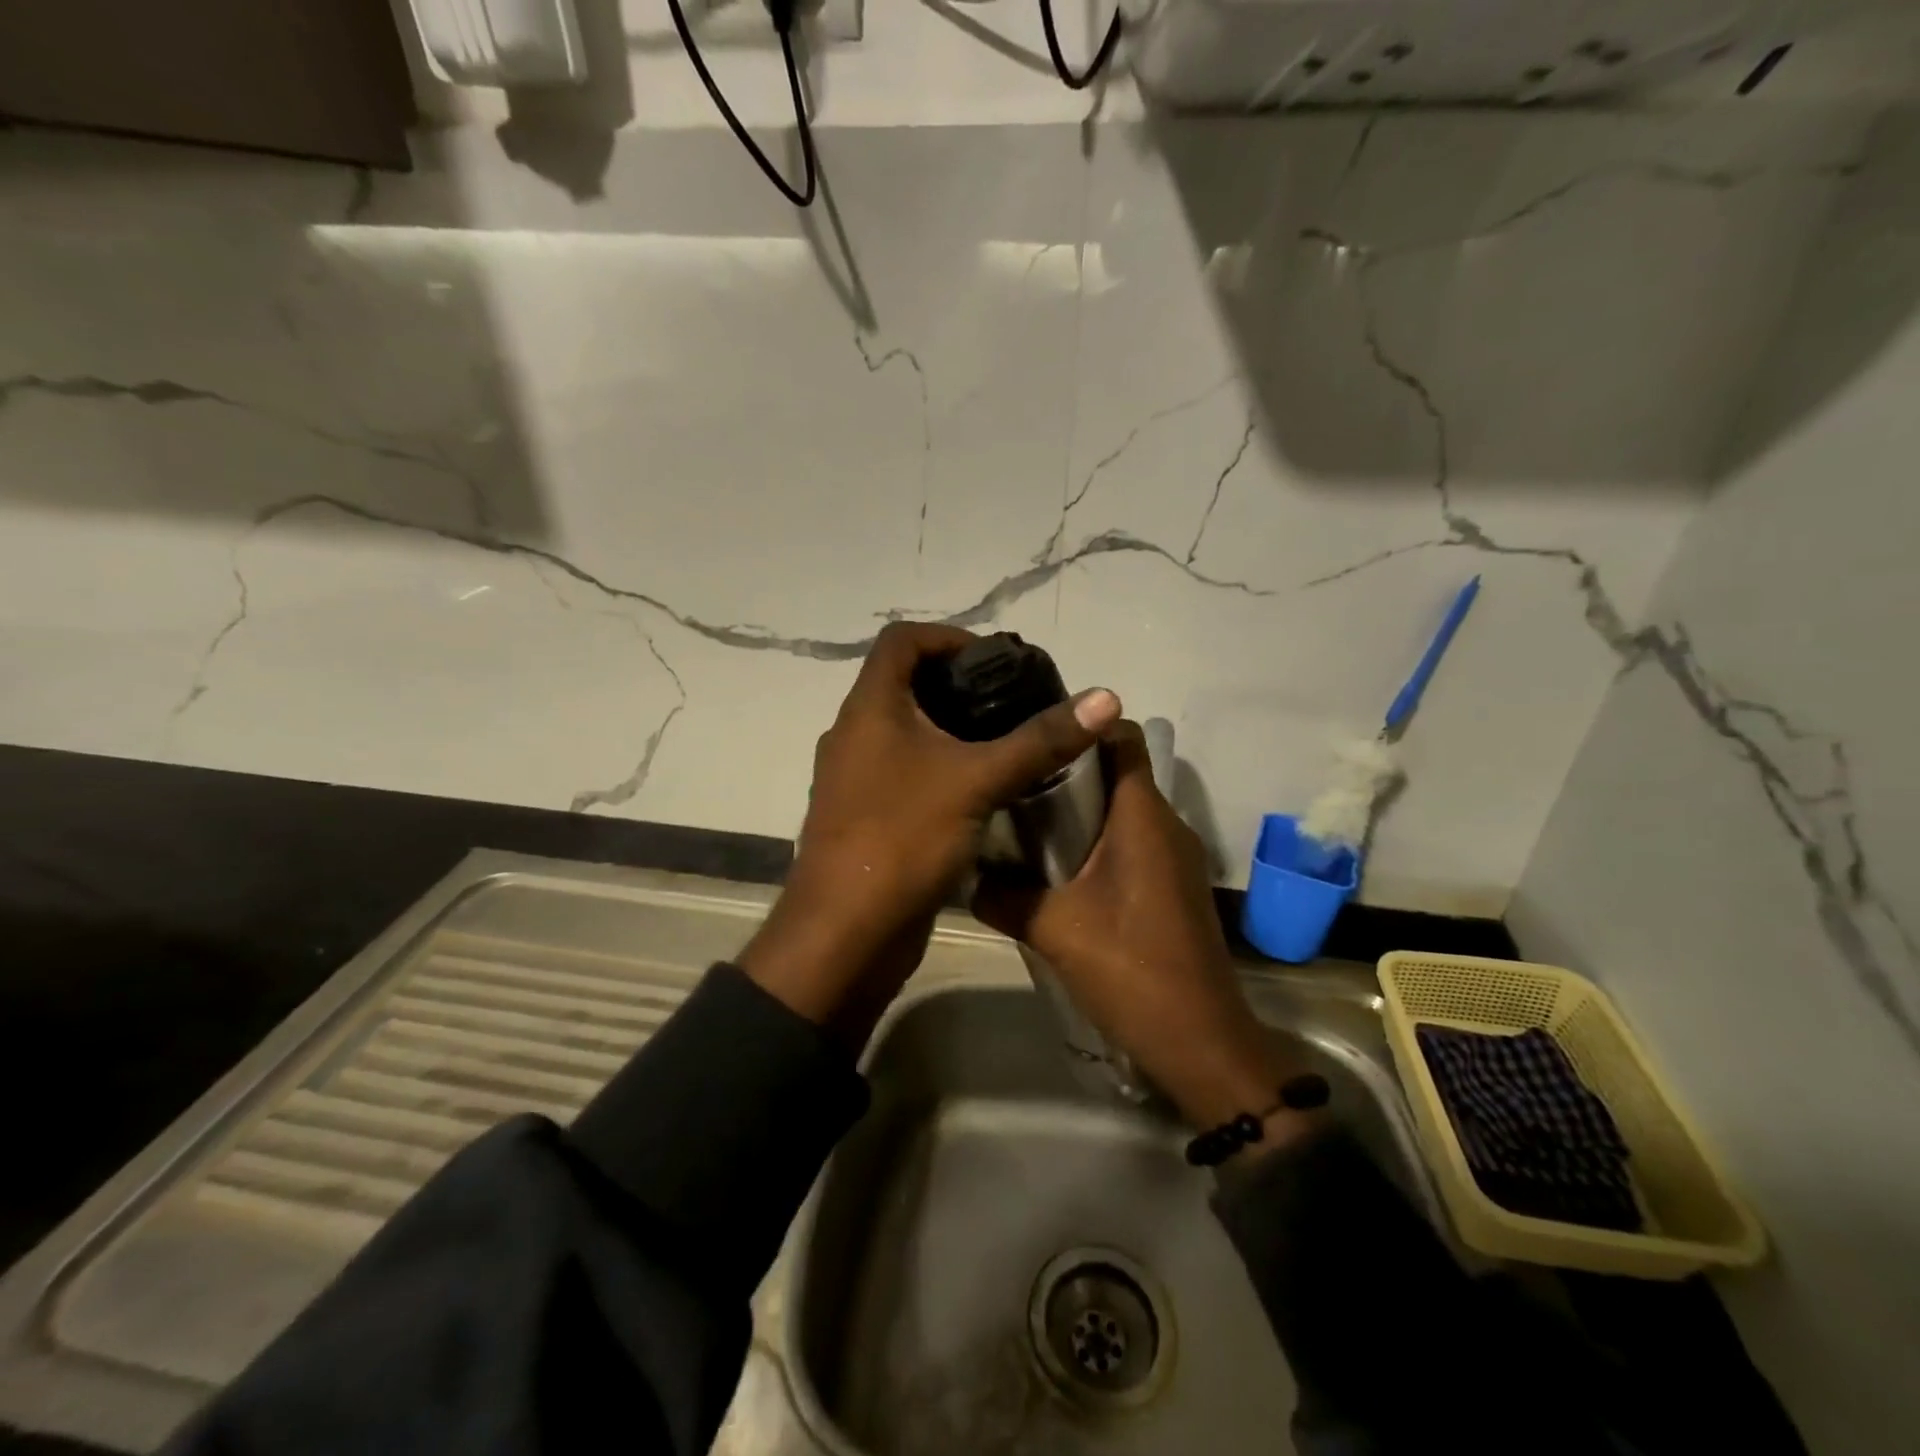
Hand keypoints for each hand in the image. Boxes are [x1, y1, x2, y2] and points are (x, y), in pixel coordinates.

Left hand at [740, 622, 1121, 1045]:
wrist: (846, 936)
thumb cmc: (902, 840)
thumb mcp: (977, 782)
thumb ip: (1040, 739)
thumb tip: (1106, 698)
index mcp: (868, 708)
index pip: (902, 640)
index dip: (950, 636)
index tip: (997, 660)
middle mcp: (854, 734)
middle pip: (906, 685)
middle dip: (960, 686)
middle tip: (1015, 702)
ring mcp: (856, 778)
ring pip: (907, 733)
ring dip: (952, 730)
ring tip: (1008, 743)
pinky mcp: (866, 816)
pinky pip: (906, 773)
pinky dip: (941, 769)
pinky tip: (983, 790)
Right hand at [975, 720, 1310, 1137]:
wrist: (1200, 1042)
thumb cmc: (1132, 969)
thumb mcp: (1054, 929)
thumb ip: (1003, 896)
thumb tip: (964, 874)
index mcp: (1142, 816)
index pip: (1122, 736)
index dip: (1081, 725)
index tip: (1033, 733)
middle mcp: (1165, 824)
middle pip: (1115, 771)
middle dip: (1065, 771)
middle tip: (1010, 780)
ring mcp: (1174, 857)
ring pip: (1121, 810)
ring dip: (1078, 812)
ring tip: (1022, 823)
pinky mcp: (1172, 886)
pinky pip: (1130, 843)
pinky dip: (1095, 843)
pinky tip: (1055, 872)